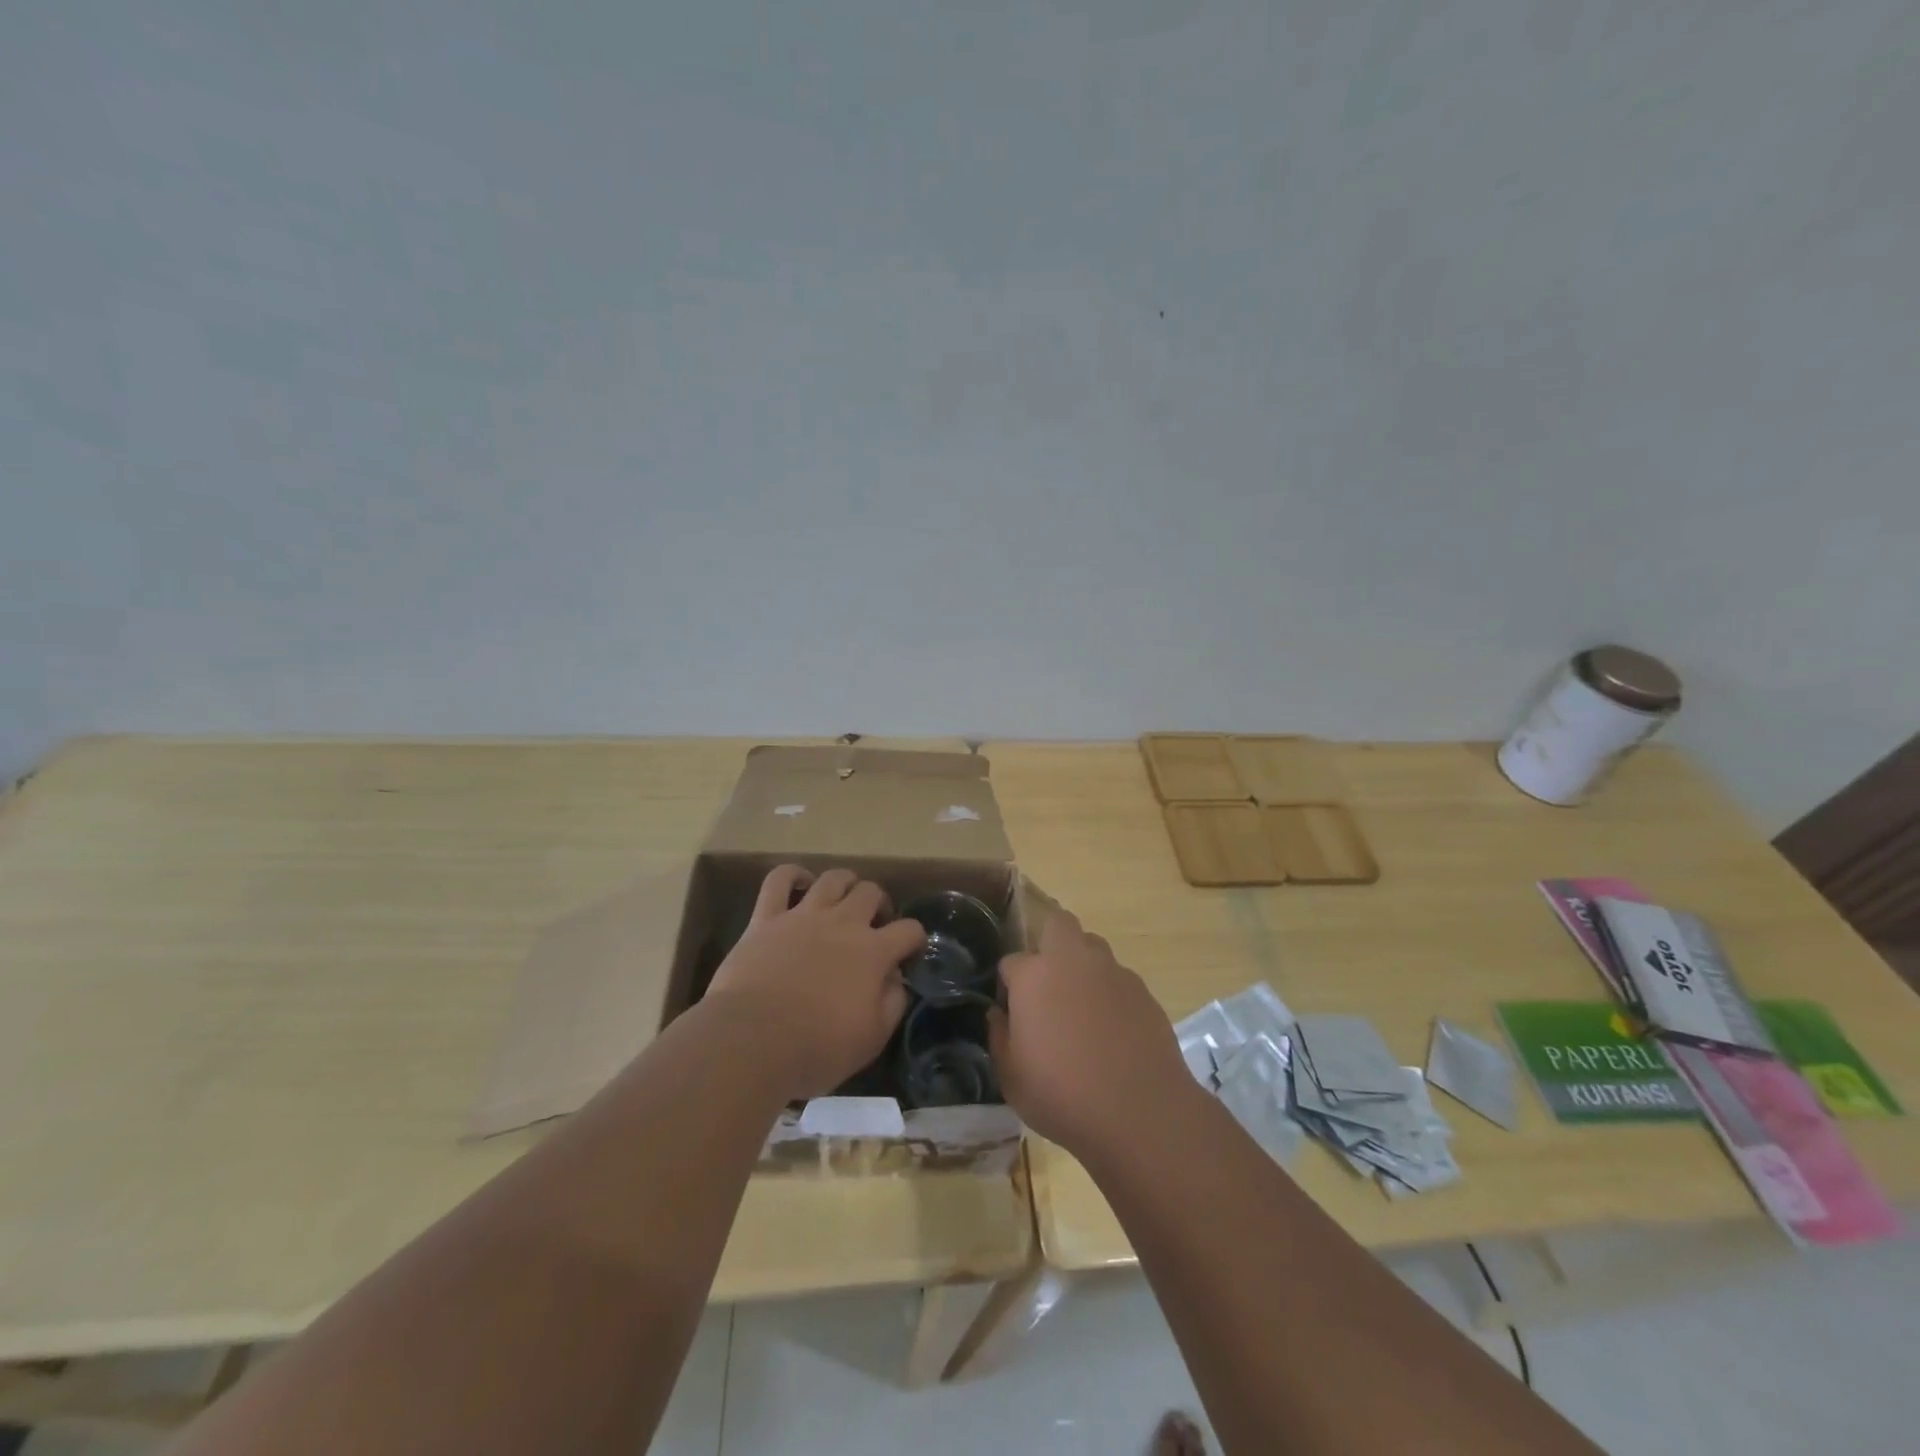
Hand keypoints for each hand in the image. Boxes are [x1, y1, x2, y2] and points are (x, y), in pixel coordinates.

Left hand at [703, 865, 923, 1100]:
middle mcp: (843, 923)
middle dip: (879, 904)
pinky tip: (799, 884)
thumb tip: (896, 979)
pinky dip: (792, 875)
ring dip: (844, 884)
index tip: (909, 953)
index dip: (915, 939)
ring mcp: (803, 916)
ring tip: (842, 900)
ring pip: (833, 878)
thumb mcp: (872, 1038)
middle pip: (871, 892)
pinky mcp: (767, 918)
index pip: (909, 930)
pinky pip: (779, 880)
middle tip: (873, 925)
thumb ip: (893, 1002)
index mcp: (873, 952)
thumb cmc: (817, 1047)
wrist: (752, 1041)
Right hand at [989, 907, 1193, 1160]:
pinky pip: (1119, 978)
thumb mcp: (1011, 1077)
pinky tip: (1112, 1028)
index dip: (1008, 985)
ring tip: (1081, 1005)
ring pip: (1092, 946)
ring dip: (1082, 964)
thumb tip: (998, 1014)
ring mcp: (1112, 972)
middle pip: (1058, 924)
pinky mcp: (1142, 991)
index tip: (1012, 1012)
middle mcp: (1072, 961)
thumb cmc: (1062, 1094)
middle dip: (1048, 941)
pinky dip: (1110, 992)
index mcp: (1033, 975)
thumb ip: (999, 1037)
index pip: (1011, 961)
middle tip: (1046, 982)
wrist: (1139, 1111)